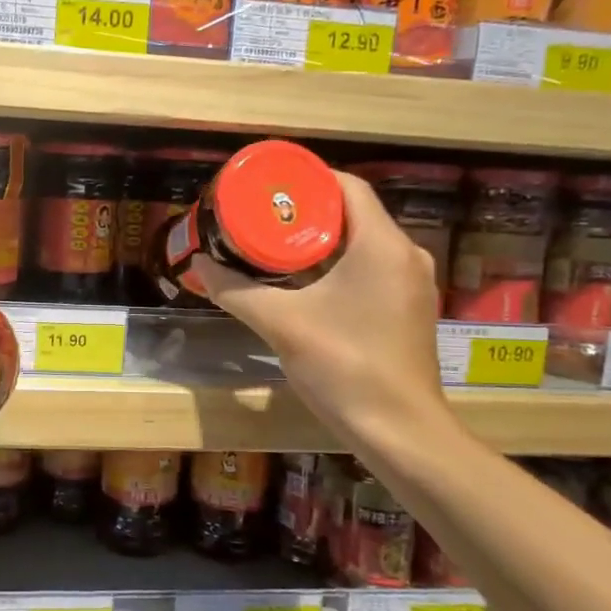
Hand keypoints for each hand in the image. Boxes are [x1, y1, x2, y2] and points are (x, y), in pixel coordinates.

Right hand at [191, 171, 449, 444]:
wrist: (399, 431)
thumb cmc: (344, 366)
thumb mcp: (281, 323)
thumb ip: (237, 290)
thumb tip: (199, 264)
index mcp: (381, 245)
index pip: (347, 186)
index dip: (307, 179)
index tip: (268, 187)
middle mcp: (405, 255)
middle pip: (353, 214)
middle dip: (306, 212)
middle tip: (261, 216)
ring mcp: (411, 284)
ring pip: (362, 244)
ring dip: (321, 241)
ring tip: (274, 244)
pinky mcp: (408, 310)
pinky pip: (371, 269)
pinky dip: (337, 265)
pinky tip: (304, 282)